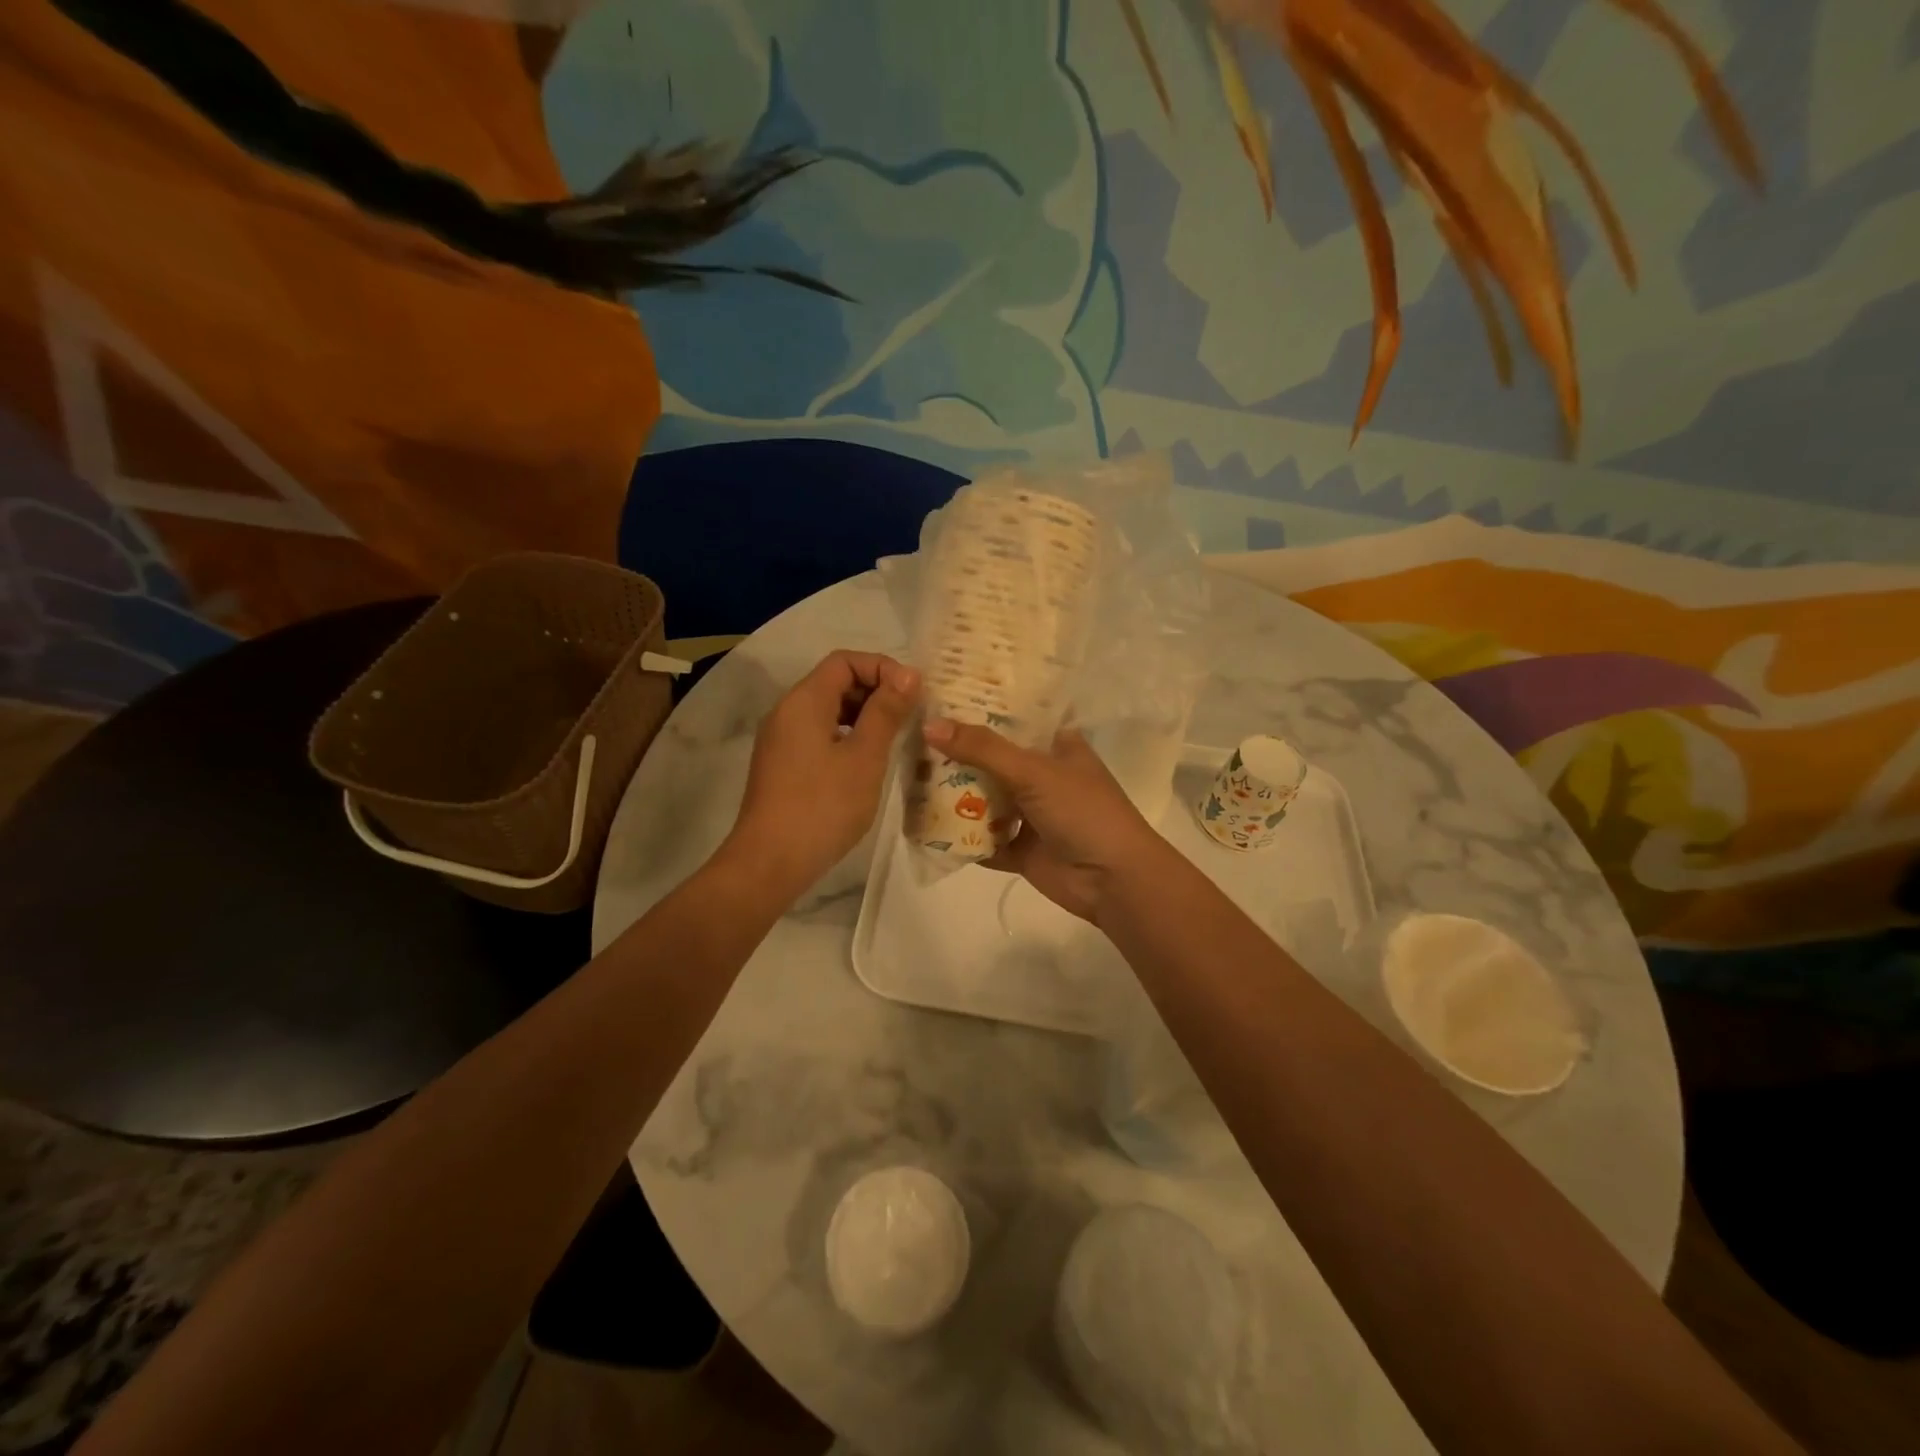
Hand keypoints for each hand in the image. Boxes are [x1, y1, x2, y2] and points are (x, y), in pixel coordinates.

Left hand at [728, 651, 919, 887]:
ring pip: (828, 711)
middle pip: (834, 682)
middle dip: (875, 691)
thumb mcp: (864, 757)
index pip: (844, 661)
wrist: (769, 862)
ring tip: (895, 739)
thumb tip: (907, 674)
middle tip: (910, 716)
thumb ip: (886, 712)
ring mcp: (781, 740)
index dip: (882, 668)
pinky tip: (868, 763)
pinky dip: (847, 737)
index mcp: (804, 701)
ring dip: (863, 716)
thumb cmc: (823, 806)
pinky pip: (819, 735)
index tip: (913, 693)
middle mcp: (787, 712)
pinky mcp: (782, 765)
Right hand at [922, 718, 1171, 923]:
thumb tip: (929, 725)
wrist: (1113, 881)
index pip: (1013, 715)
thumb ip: (982, 749)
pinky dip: (960, 836)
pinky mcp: (1020, 849)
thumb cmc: (1083, 811)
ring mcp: (1030, 813)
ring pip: (984, 798)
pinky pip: (983, 839)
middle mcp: (1041, 774)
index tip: (938, 693)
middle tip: (909, 735)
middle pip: (991, 758)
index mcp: (1055, 745)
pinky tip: (922, 826)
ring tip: (908, 776)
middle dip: (956, 752)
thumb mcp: (1034, 771)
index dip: (980, 705)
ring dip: (953, 794)